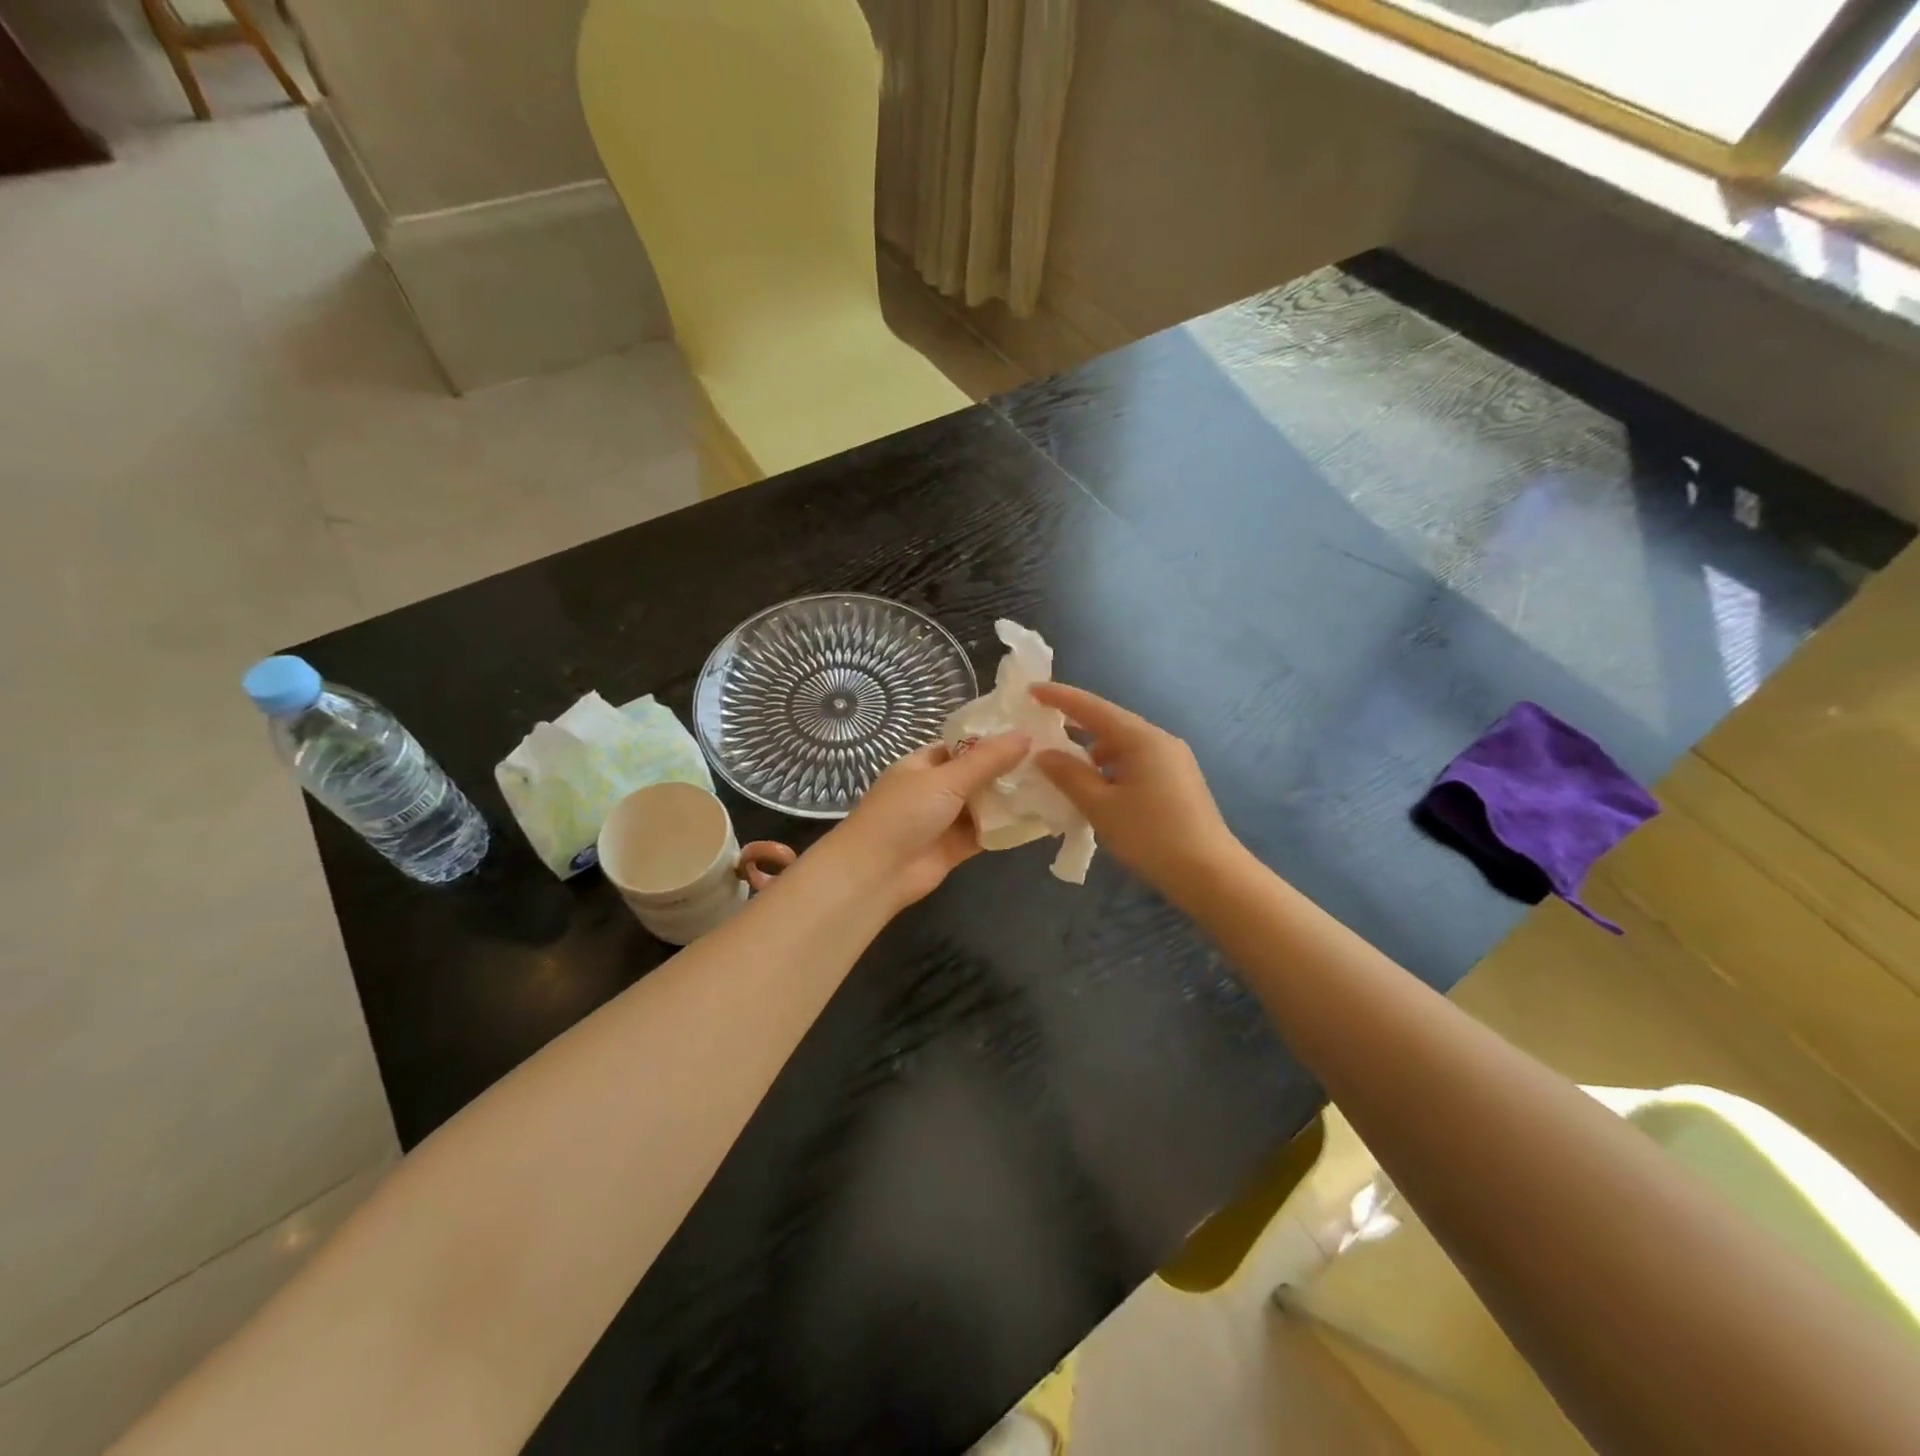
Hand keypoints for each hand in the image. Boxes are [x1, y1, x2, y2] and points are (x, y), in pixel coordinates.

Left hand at [817, 733, 1031, 909]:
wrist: (876, 873)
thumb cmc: (904, 814)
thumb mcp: (946, 779)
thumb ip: (987, 760)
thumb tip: (1026, 734)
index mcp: (924, 763)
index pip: (963, 744)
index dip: (994, 739)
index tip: (1031, 732)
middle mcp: (935, 788)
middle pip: (977, 775)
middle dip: (1008, 770)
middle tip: (1052, 759)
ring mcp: (945, 819)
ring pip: (985, 804)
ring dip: (1011, 798)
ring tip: (1054, 784)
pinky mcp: (956, 847)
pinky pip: (987, 832)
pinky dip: (1008, 827)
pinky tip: (1041, 818)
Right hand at [1030, 683, 1239, 901]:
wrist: (1210, 873)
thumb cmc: (1150, 836)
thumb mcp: (1100, 807)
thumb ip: (1069, 776)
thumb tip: (1043, 754)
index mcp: (1141, 738)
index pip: (1091, 707)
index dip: (1058, 697)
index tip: (1030, 690)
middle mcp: (1159, 740)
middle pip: (1109, 723)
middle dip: (1074, 725)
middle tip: (1041, 729)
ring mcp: (1173, 759)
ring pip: (1122, 745)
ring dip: (1092, 752)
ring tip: (1065, 769)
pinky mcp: (1178, 780)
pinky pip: (1136, 761)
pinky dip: (1111, 768)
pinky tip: (1098, 790)